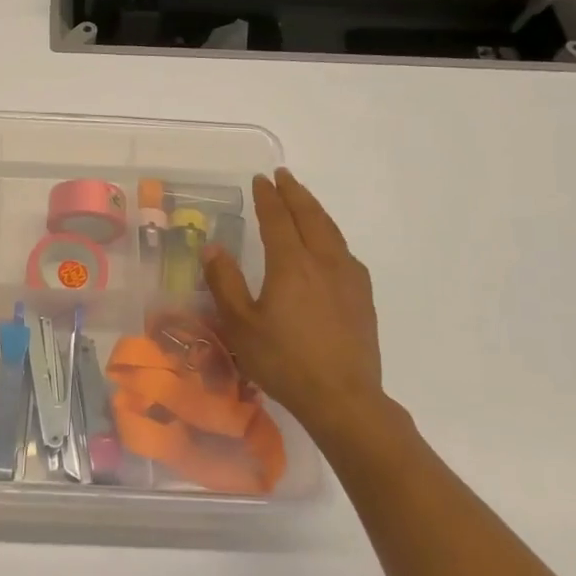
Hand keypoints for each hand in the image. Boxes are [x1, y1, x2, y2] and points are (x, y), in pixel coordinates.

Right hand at [202, 168, 387, 439]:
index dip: (268, 197)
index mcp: (291, 264)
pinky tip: (329, 245)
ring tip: (303, 201)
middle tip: (283, 176)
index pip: (277, 218)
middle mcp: (323, 261)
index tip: (261, 179)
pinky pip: (344, 251)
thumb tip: (213, 247)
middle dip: (295, 193)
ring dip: (315, 210)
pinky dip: (330, 235)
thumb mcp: (240, 325)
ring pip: (331, 231)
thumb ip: (224, 282)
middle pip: (310, 216)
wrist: (343, 398)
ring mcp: (348, 278)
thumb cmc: (284, 361)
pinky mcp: (363, 297)